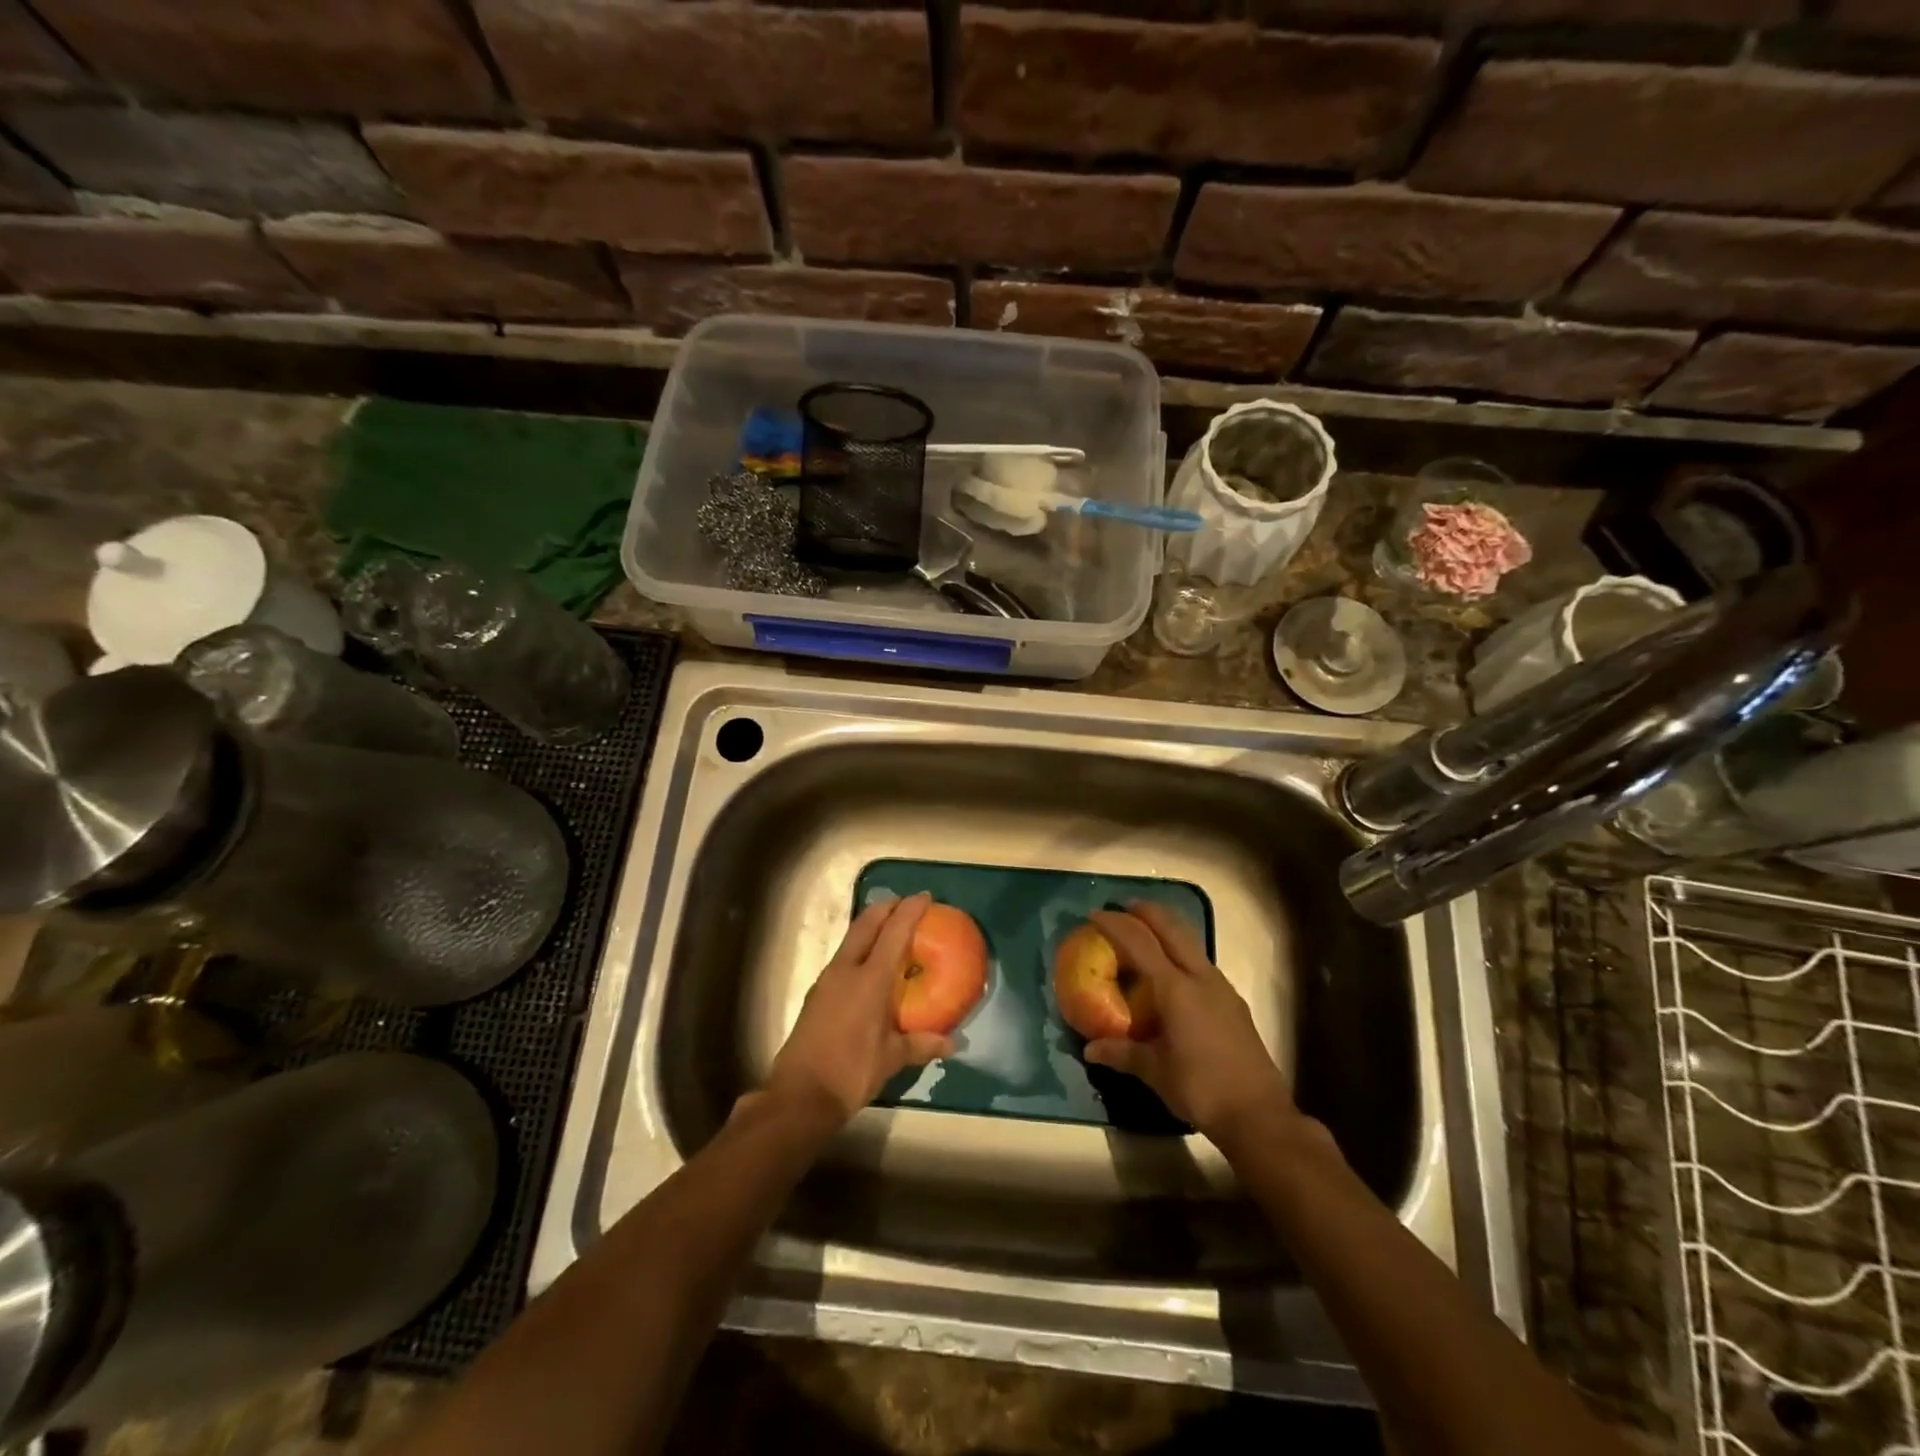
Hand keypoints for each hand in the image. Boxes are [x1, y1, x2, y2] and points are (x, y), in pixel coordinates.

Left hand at [764, 892, 953, 1123]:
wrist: (800, 1096)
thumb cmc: (851, 1071)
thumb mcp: (892, 1058)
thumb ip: (922, 1045)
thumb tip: (953, 1044)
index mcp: (869, 979)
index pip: (894, 932)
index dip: (910, 910)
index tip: (925, 897)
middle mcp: (846, 970)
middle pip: (866, 924)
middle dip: (886, 908)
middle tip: (906, 904)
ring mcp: (827, 981)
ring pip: (851, 939)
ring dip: (871, 928)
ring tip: (891, 932)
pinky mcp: (817, 994)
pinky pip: (843, 959)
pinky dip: (860, 950)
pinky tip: (869, 968)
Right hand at [1083, 902, 1295, 1143]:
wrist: (1258, 1114)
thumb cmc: (1200, 1087)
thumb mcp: (1155, 1071)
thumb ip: (1122, 1054)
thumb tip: (1090, 1049)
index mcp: (1176, 989)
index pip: (1140, 943)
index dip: (1116, 925)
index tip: (1096, 914)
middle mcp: (1200, 978)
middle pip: (1173, 929)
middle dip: (1148, 912)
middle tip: (1126, 907)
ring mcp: (1221, 988)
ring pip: (1192, 943)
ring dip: (1169, 929)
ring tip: (1149, 932)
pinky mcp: (1233, 1003)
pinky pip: (1202, 963)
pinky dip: (1183, 953)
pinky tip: (1175, 973)